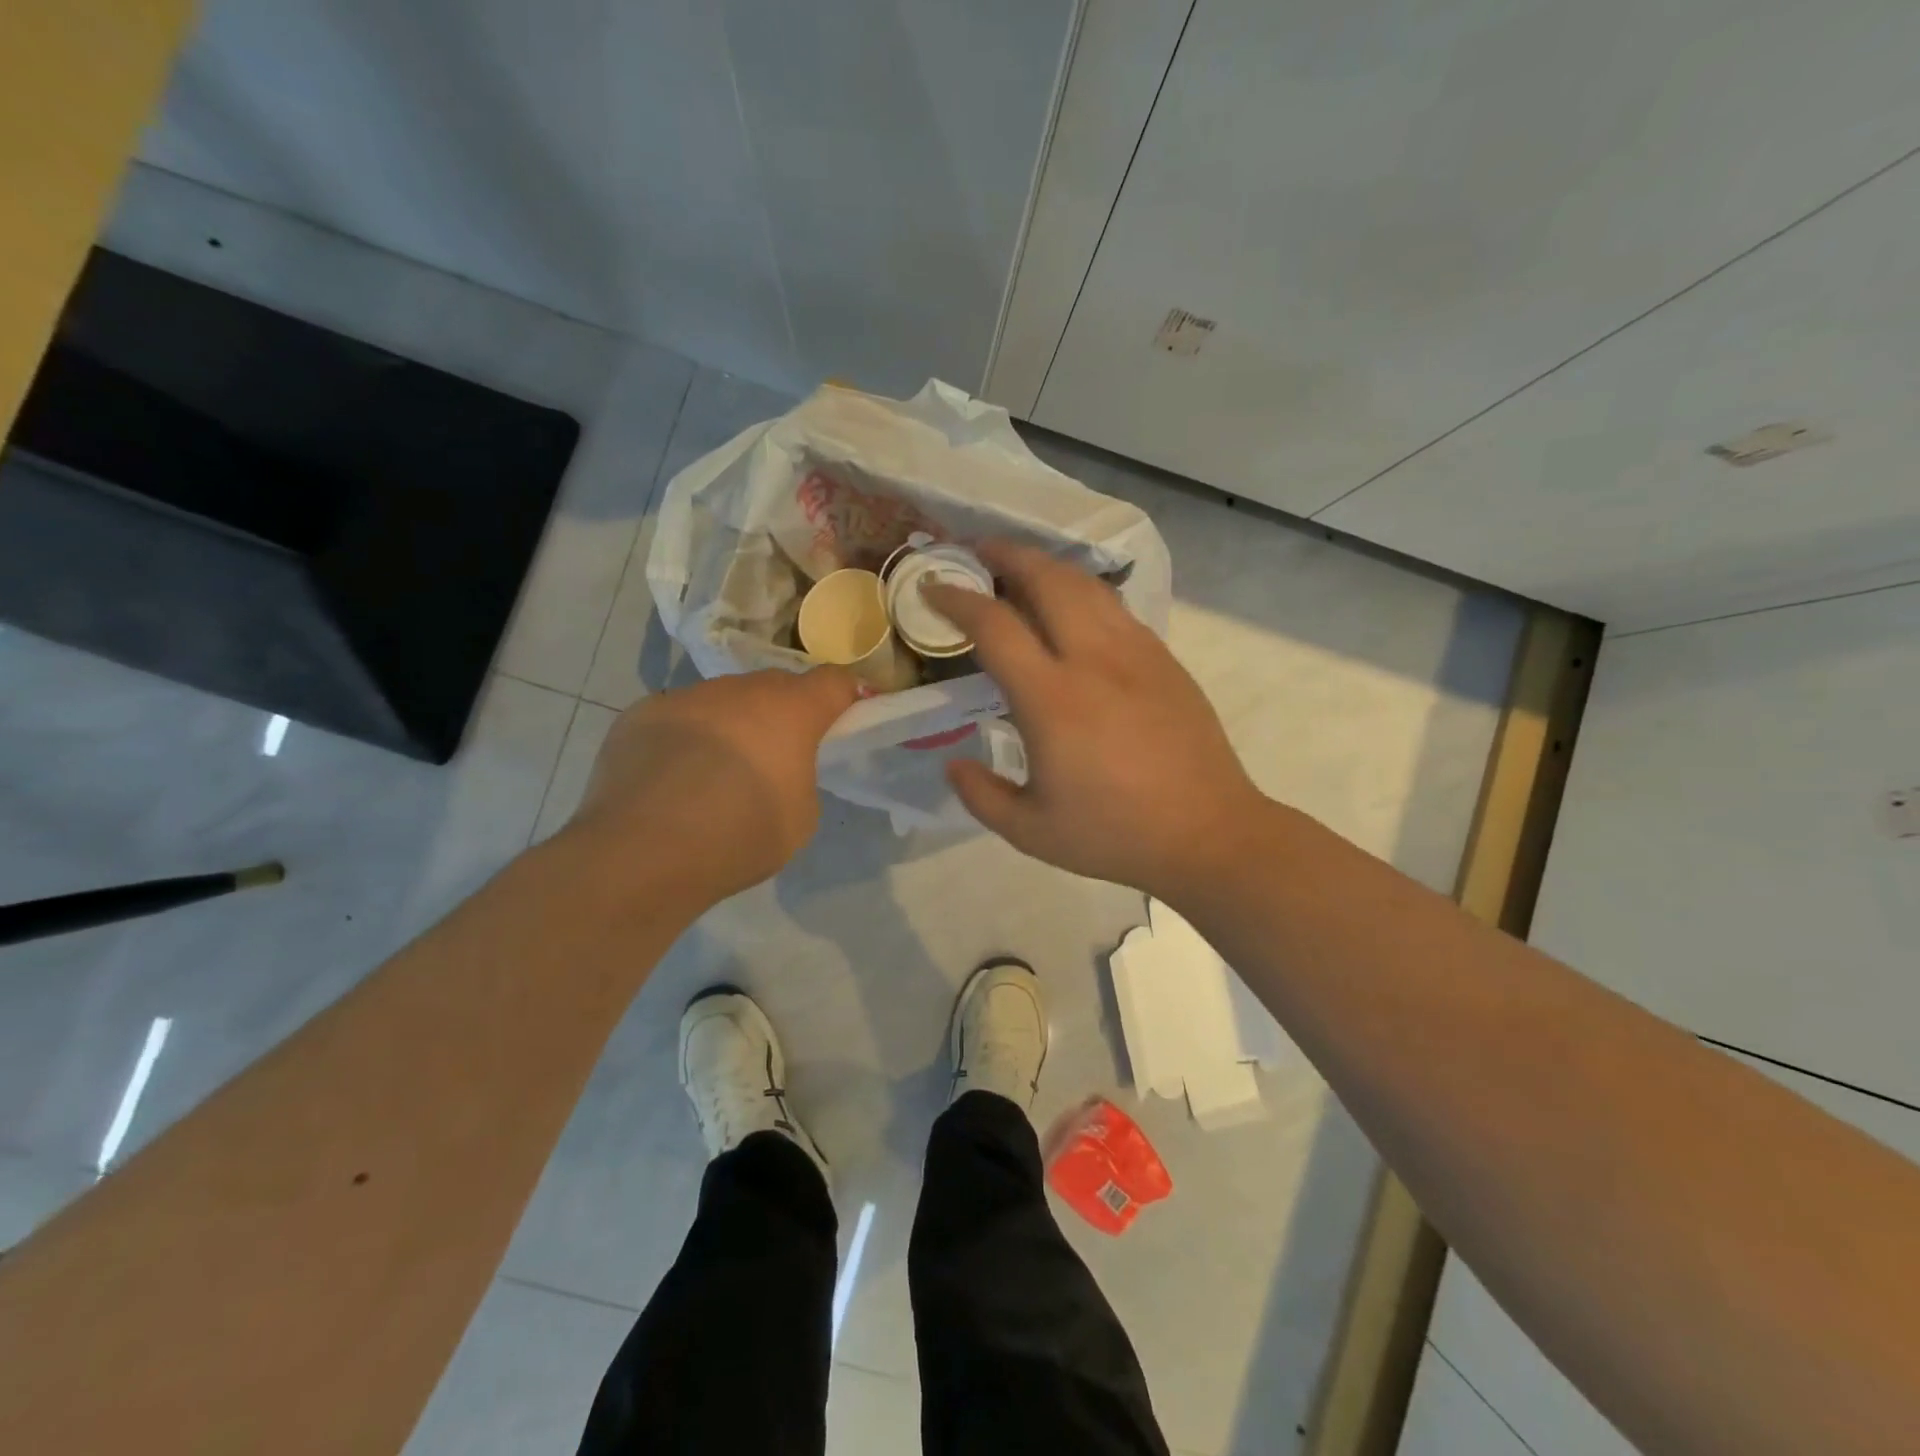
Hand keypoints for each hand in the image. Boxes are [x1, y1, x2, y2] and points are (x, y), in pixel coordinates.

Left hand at [568, 667, 859, 903]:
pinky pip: (679, 717)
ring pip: (723, 700)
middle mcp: (740, 689)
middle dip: (784, 712)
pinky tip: (671, 777)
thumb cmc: (740, 837)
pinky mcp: (641, 713)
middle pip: (776, 686)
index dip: (845, 697)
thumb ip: (800, 776)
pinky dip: (686, 737)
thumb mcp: (801, 816)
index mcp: (791, 710)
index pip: (834, 681)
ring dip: (732, 723)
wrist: (643, 853)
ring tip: (715, 771)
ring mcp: (687, 696)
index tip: (845, 716)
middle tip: (777, 754)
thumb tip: (778, 765)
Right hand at [923, 541, 1268, 905]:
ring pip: (1087, 585)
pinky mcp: (1164, 659)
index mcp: (1053, 699)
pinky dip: (1083, 593)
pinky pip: (1115, 607)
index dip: (957, 599)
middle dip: (1007, 555)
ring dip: (1047, 566)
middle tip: (978, 552)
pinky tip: (1073, 610)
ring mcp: (1136, 653)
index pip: (995, 625)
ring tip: (1022, 569)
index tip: (933, 587)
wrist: (1208, 833)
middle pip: (1047, 579)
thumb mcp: (1032, 832)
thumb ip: (981, 795)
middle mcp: (1094, 660)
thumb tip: (953, 763)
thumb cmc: (1115, 835)